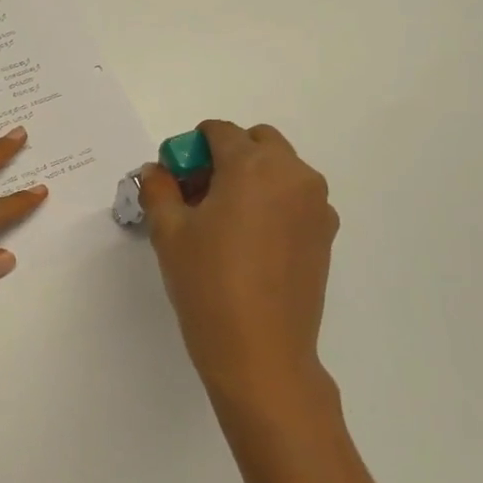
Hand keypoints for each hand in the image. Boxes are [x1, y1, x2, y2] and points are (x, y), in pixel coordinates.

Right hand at [141, 120, 340, 424]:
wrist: (260, 350)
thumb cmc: (207, 283)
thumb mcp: (169, 232)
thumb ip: (159, 189)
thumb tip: (157, 171)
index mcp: (253, 166)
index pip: (218, 132)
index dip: (189, 149)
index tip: (173, 180)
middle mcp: (293, 175)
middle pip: (256, 142)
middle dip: (224, 156)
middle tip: (197, 195)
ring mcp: (316, 205)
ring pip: (279, 170)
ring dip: (249, 178)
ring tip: (221, 222)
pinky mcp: (325, 234)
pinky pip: (295, 199)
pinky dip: (270, 203)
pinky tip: (247, 243)